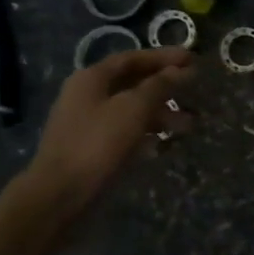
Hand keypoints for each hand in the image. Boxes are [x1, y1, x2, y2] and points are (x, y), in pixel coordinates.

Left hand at [22, 47, 193, 209]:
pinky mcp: (92, 149)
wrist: (59, 197)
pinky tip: (165, 144)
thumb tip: (182, 70)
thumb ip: (160, 86)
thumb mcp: (134, 109)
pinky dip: (146, 134)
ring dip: (160, 114)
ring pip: (131, 110)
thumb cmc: (97, 144)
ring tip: (189, 125)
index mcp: (92, 78)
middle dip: (166, 87)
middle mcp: (87, 96)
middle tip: (195, 90)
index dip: (164, 57)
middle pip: (133, 83)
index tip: (193, 59)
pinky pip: (125, 133)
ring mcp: (88, 124)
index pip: (133, 58)